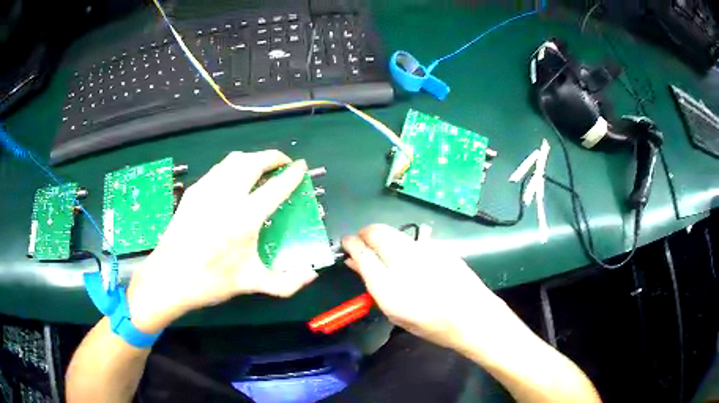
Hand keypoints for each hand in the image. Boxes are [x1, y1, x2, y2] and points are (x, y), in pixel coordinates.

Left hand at [127, 151, 317, 332]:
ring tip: (260, 168)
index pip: (276, 187)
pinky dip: (232, 167)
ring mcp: (206, 190)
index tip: (301, 167)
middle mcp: (226, 196)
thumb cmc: (211, 281)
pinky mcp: (193, 192)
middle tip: (282, 163)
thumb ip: (286, 283)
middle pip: (253, 161)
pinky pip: (217, 169)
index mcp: (245, 218)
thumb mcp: (251, 283)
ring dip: (252, 158)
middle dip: (272, 156)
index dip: (292, 174)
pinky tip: (232, 182)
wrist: (170, 278)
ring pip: (233, 160)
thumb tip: (311, 276)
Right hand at [342, 224, 508, 350]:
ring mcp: (426, 251)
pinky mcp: (440, 246)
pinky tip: (413, 261)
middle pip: (377, 233)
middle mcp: (407, 263)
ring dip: (383, 238)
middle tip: (362, 245)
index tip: (346, 244)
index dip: (351, 244)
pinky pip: (413, 239)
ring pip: (394, 232)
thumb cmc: (431, 324)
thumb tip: (354, 261)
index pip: (363, 253)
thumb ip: (373, 284)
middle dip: (365, 234)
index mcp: (391, 289)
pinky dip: (404, 245)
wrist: (474, 317)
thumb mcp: (396, 313)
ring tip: (386, 254)